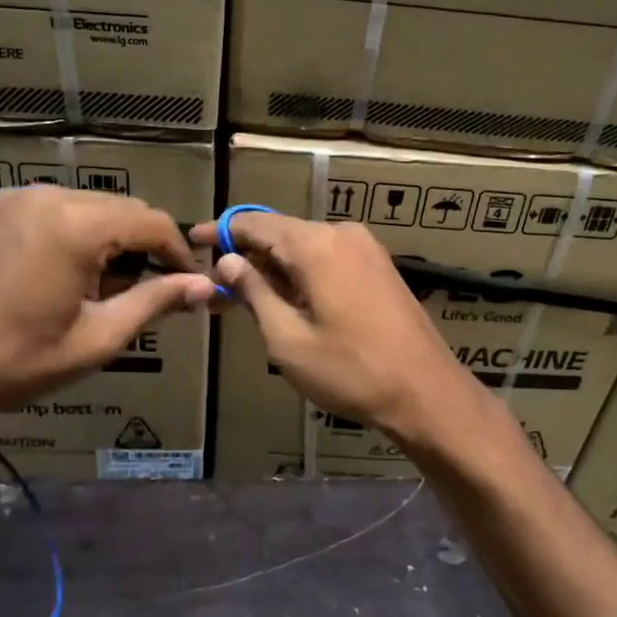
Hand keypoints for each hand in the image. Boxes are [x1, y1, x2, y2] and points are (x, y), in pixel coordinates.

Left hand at [0, 187, 216, 432]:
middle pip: (118, 208)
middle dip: (138, 246)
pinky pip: (40, 207)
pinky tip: (47, 271)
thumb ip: (155, 302)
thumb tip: (206, 286)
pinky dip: (60, 231)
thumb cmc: (16, 362)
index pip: (152, 222)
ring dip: (100, 237)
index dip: (177, 252)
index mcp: (76, 226)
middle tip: (135, 292)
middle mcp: (44, 196)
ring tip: (88, 286)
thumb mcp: (97, 339)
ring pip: (80, 204)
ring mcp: (7, 196)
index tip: (186, 284)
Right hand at [192, 213, 481, 441]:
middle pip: (281, 233)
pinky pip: (328, 259)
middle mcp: (342, 234)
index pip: (255, 224)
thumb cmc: (350, 371)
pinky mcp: (379, 267)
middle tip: (213, 281)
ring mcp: (366, 249)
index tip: (191, 240)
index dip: (221, 231)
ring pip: (305, 247)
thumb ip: (255, 293)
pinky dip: (300, 273)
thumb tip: (229, 262)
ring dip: (273, 267)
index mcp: (317, 245)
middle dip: (246, 255)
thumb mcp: (288, 339)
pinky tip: (283, 297)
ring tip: (241, 295)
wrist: (425, 392)